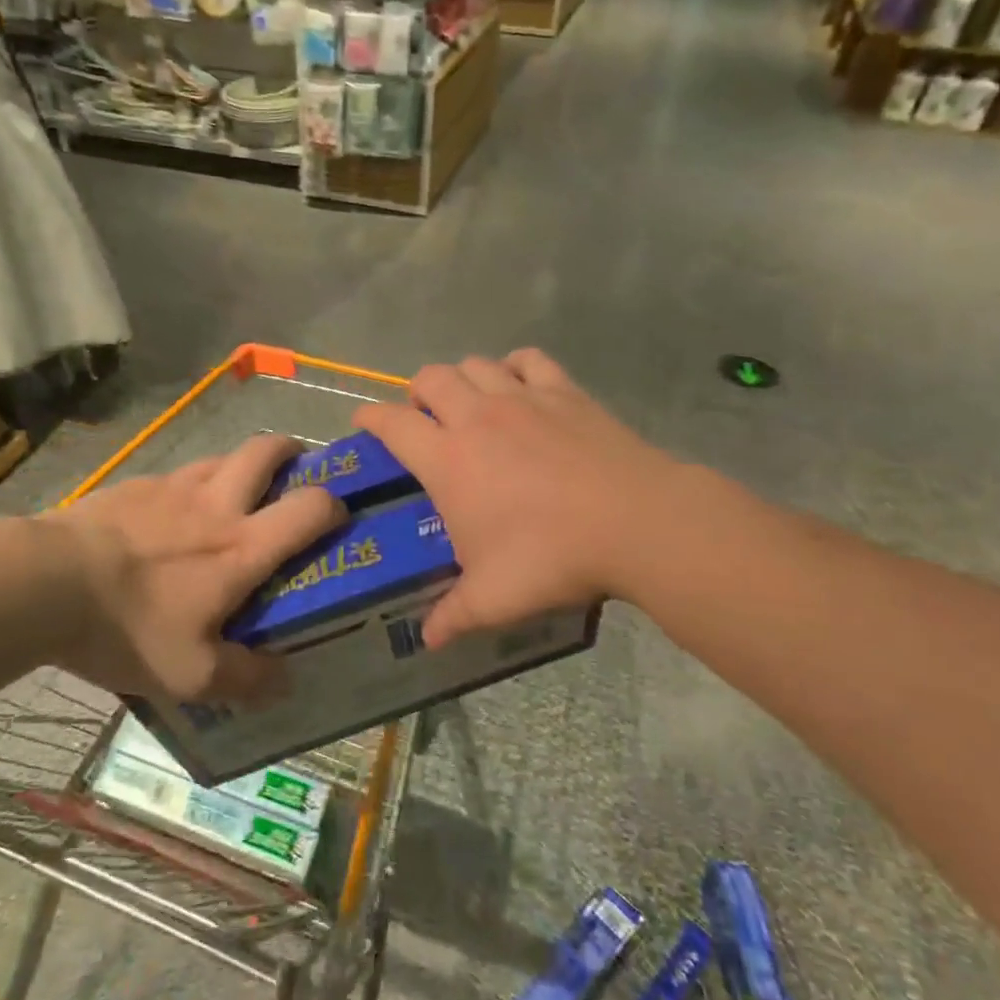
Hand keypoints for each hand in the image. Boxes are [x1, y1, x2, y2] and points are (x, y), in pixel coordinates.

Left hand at [43, 434, 343, 702]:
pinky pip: (177, 474)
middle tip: (296, 469)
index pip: (308, 509)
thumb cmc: (128, 628)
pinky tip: (172, 513)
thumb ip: (246, 679)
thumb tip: (286, 680)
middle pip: (266, 452)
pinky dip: (191, 484)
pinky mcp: (135, 484)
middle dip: (291, 452)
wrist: (46, 584)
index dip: (334, 505)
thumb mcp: (190, 674)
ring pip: (222, 456)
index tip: (339, 514)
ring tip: (236, 492)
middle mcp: (216, 505)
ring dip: (241, 465)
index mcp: (241, 548)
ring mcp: (173, 487)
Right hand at [353, 350, 678, 644]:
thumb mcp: (494, 598)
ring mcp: (522, 398)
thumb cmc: (552, 557)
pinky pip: (529, 360)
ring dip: (462, 378)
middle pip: (430, 378)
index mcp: (448, 459)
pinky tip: (519, 384)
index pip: (392, 423)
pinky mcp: (564, 392)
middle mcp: (477, 417)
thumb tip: (428, 640)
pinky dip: (514, 366)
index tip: (363, 421)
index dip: (370, 417)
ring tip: (468, 403)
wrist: (636, 522)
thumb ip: (453, 616)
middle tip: (425, 420)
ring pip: (475, 364)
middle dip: (417, 394)